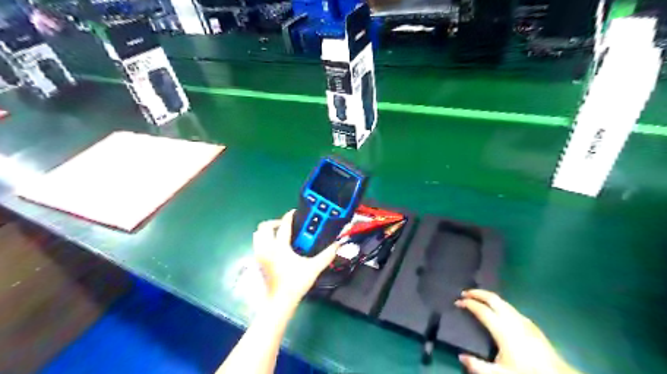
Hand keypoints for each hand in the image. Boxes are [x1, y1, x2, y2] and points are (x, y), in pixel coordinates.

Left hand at [254, 209, 339, 305]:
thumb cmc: (295, 283)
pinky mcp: (257, 262)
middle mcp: (267, 248)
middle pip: (264, 226)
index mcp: (280, 247)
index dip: (289, 216)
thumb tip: (337, 244)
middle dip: (274, 222)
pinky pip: (257, 244)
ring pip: (257, 235)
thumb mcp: (314, 268)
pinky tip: (275, 247)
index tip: (294, 212)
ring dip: (267, 230)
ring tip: (279, 234)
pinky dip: (264, 240)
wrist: (279, 302)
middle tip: (285, 225)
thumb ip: (327, 255)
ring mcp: (260, 255)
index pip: (284, 225)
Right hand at [453, 289, 579, 373]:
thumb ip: (478, 366)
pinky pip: (511, 308)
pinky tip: (498, 311)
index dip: (468, 304)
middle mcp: (513, 320)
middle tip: (465, 293)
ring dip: (488, 297)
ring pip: (503, 301)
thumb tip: (461, 356)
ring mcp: (524, 321)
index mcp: (503, 330)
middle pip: (493, 299)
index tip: (457, 302)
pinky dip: (499, 304)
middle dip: (478, 293)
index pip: (482, 310)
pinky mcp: (532, 325)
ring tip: (478, 298)